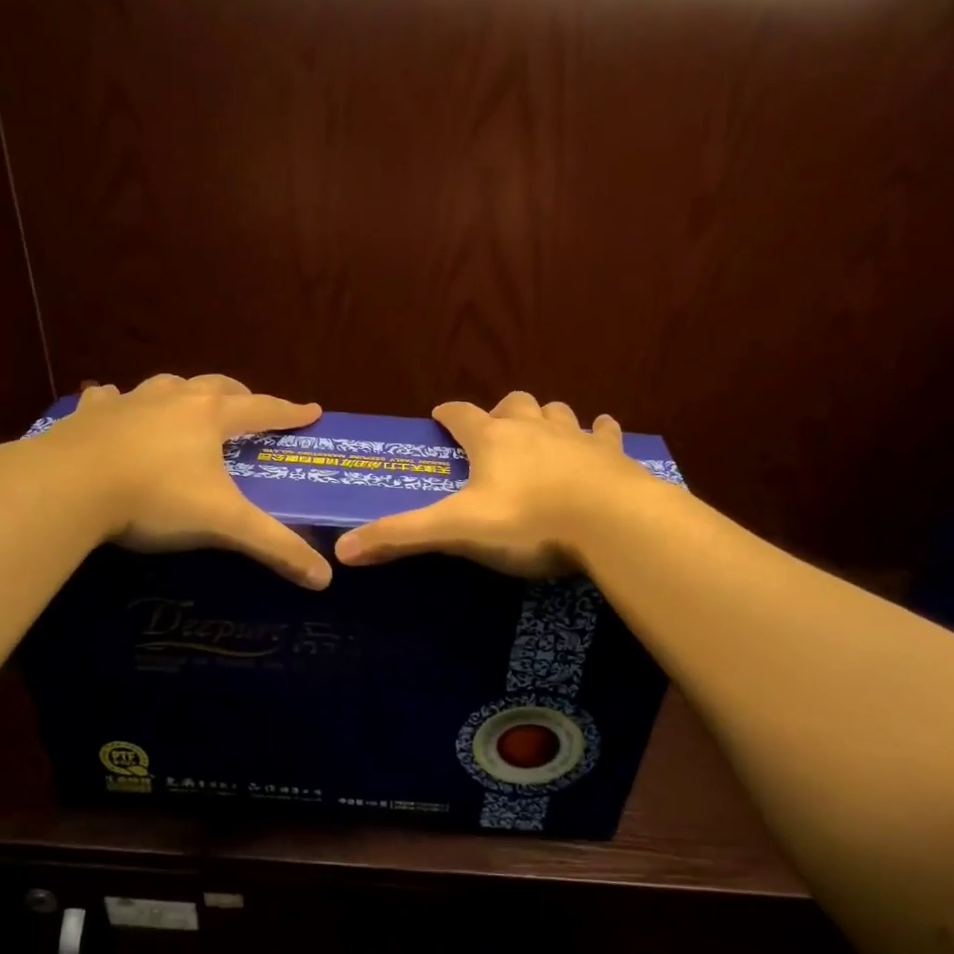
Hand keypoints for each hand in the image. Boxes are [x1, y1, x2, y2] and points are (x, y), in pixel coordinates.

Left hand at [36, 373, 331, 588]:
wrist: (68, 487)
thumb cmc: (157, 498)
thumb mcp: (225, 525)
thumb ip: (276, 548)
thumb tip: (325, 578)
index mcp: (210, 418)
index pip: (263, 409)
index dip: (290, 412)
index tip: (312, 411)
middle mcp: (173, 399)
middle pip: (216, 387)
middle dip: (239, 396)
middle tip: (250, 409)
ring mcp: (127, 403)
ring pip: (166, 386)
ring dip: (184, 394)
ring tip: (188, 407)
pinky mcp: (88, 416)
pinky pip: (108, 399)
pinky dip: (118, 402)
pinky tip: (113, 405)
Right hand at [334, 391, 657, 577]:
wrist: (611, 522)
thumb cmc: (527, 522)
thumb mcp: (457, 530)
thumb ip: (401, 536)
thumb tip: (342, 549)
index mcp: (492, 440)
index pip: (460, 415)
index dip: (447, 415)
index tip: (439, 419)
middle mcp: (533, 427)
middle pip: (512, 404)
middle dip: (499, 414)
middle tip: (493, 436)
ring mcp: (576, 436)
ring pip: (556, 412)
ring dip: (545, 419)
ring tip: (540, 437)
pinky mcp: (611, 453)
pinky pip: (603, 432)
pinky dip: (597, 433)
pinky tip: (599, 437)